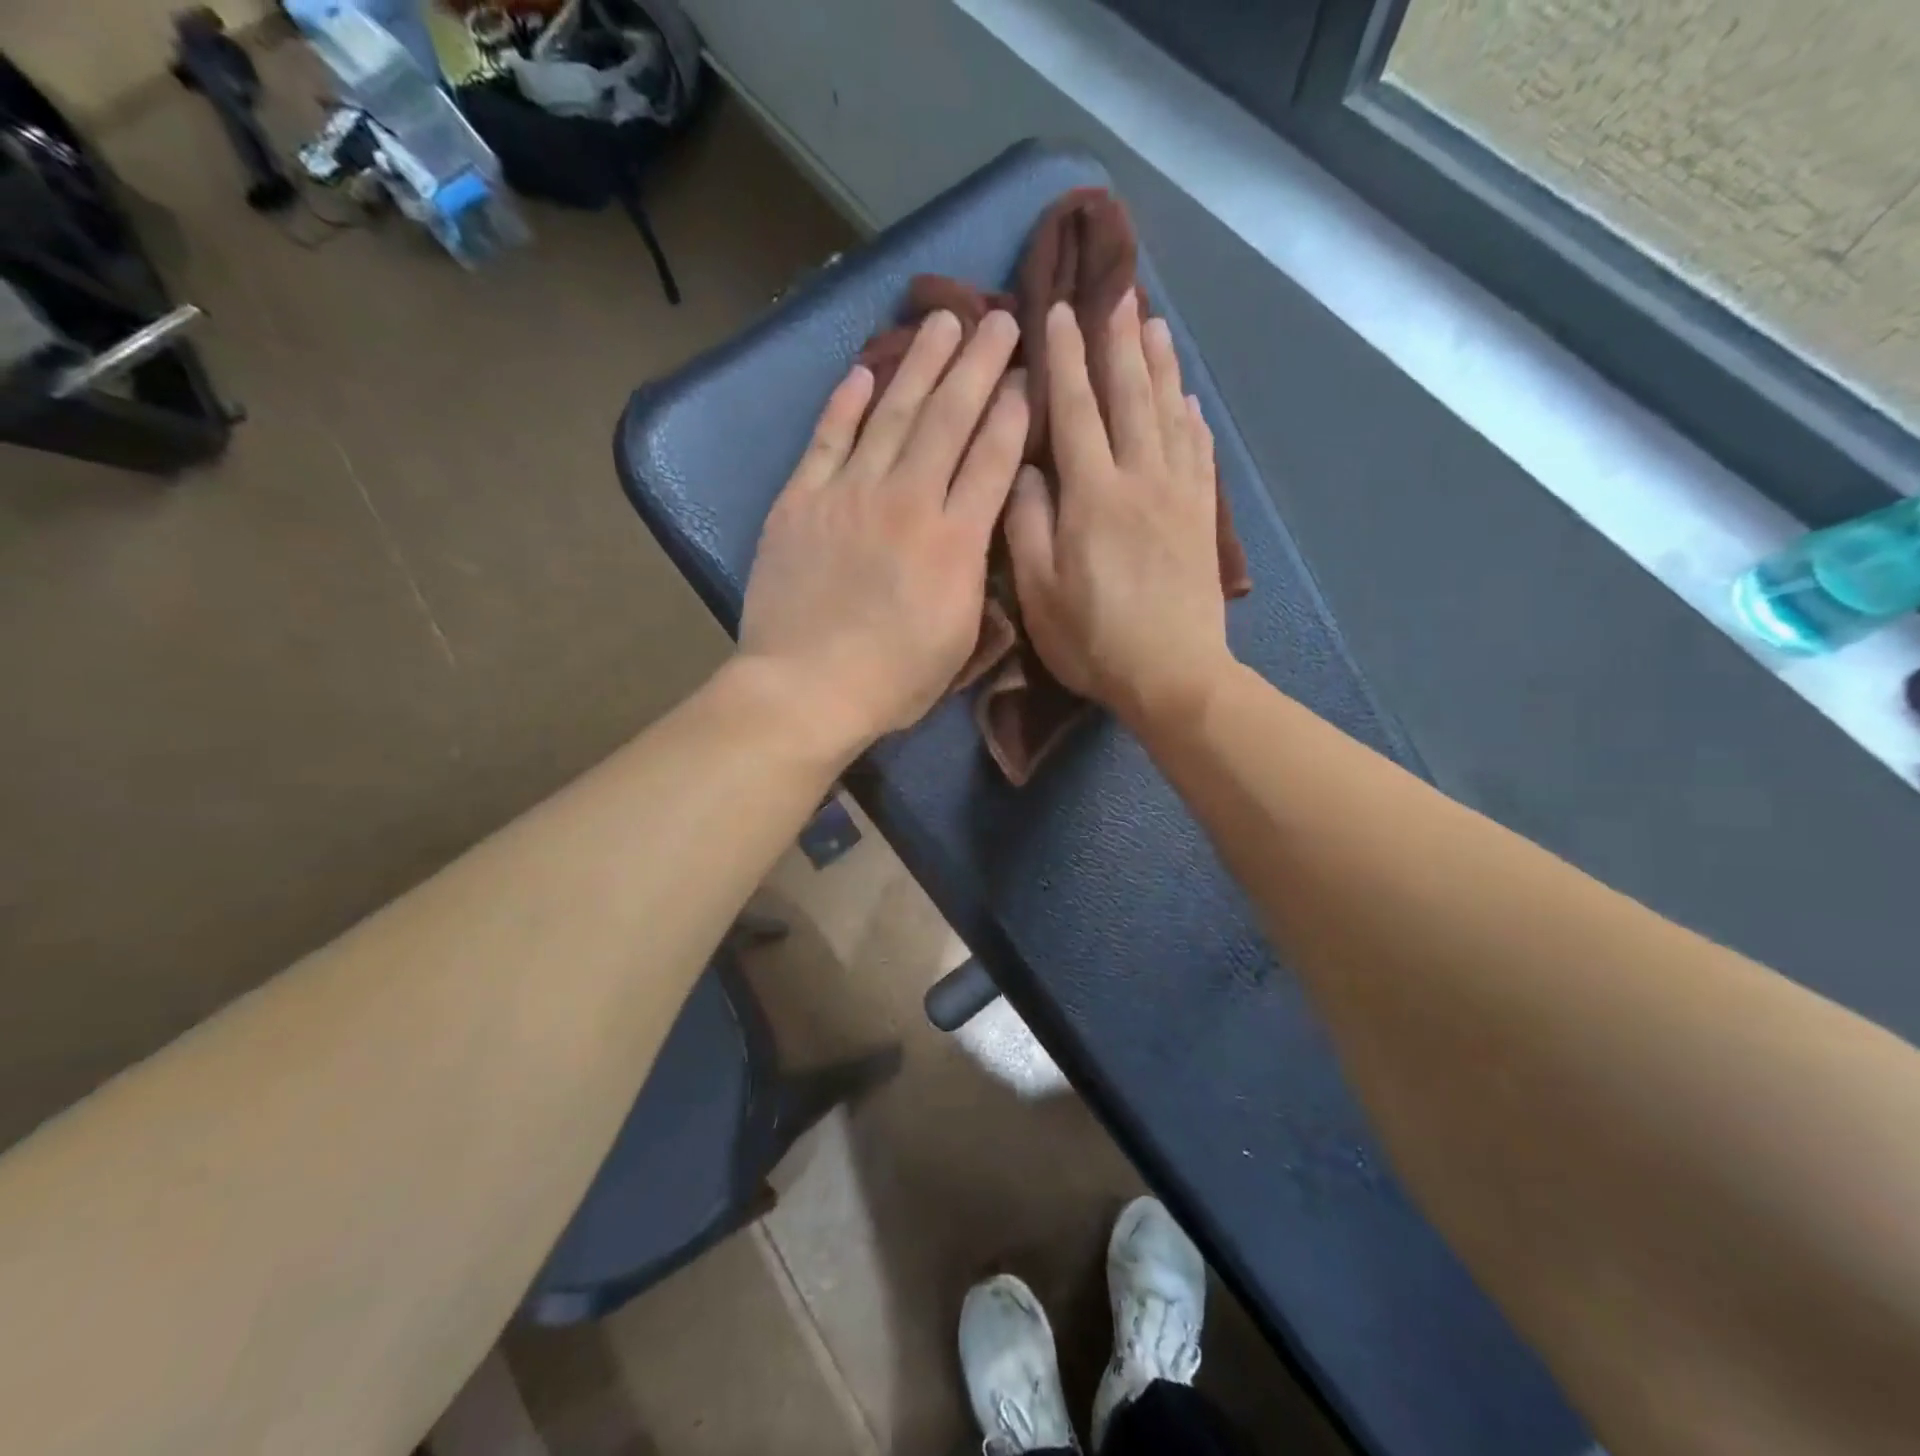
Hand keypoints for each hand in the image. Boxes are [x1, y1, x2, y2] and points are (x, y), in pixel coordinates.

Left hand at [737, 309, 1028, 760]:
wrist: (806, 688)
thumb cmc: (893, 680)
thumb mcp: (960, 638)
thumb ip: (976, 574)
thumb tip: (983, 527)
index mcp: (955, 541)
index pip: (994, 458)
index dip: (1015, 411)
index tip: (1029, 373)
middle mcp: (909, 501)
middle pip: (950, 418)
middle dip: (979, 364)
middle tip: (998, 317)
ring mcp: (851, 494)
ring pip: (893, 413)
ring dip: (921, 363)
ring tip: (943, 319)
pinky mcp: (802, 500)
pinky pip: (828, 438)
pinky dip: (845, 402)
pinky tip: (864, 370)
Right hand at [1007, 294, 1232, 728]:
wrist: (1175, 675)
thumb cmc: (1094, 640)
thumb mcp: (1039, 591)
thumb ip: (1026, 523)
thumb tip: (1026, 467)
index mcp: (1093, 495)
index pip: (1076, 410)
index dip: (1066, 359)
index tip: (1059, 312)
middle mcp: (1141, 479)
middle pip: (1131, 396)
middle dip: (1118, 342)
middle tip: (1116, 292)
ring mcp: (1179, 496)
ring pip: (1170, 414)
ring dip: (1161, 366)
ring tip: (1154, 324)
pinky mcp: (1202, 518)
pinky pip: (1199, 452)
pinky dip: (1192, 418)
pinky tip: (1189, 400)